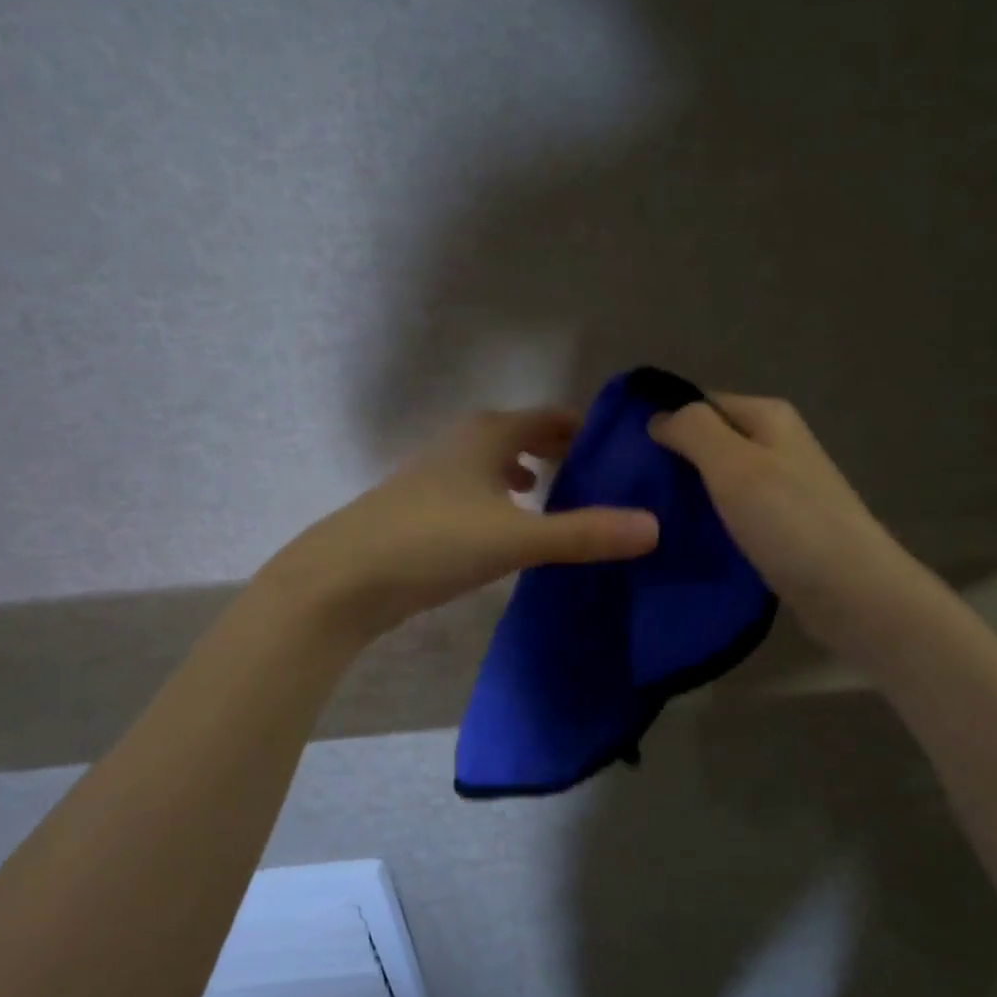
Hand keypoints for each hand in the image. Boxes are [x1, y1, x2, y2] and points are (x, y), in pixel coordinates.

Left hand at [263, 408, 660, 641]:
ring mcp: (434, 477)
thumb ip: (584, 533)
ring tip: (558, 496)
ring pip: (493, 465)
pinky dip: (499, 501)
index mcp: (487, 435)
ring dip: (525, 475)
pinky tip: (505, 529)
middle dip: (558, 451)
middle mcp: (460, 445)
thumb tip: (654, 527)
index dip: (584, 429)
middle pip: (520, 436)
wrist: (342, 578)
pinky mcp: (419, 511)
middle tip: (599, 475)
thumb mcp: (516, 538)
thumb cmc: (433, 542)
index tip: (620, 448)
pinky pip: (474, 493)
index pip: (549, 418)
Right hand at [649, 395, 912, 649]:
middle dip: (671, 462)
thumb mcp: (733, 464)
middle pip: (709, 442)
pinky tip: (681, 540)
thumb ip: (693, 430)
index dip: (663, 422)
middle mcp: (776, 445)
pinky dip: (707, 522)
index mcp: (768, 418)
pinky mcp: (780, 527)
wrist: (851, 593)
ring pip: (718, 481)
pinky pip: (731, 513)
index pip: (700, 403)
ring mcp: (781, 488)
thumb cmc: (789, 521)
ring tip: (645, 518)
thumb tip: (658, 417)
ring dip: (687, 496)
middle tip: (628, 492)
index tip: (623, 455)